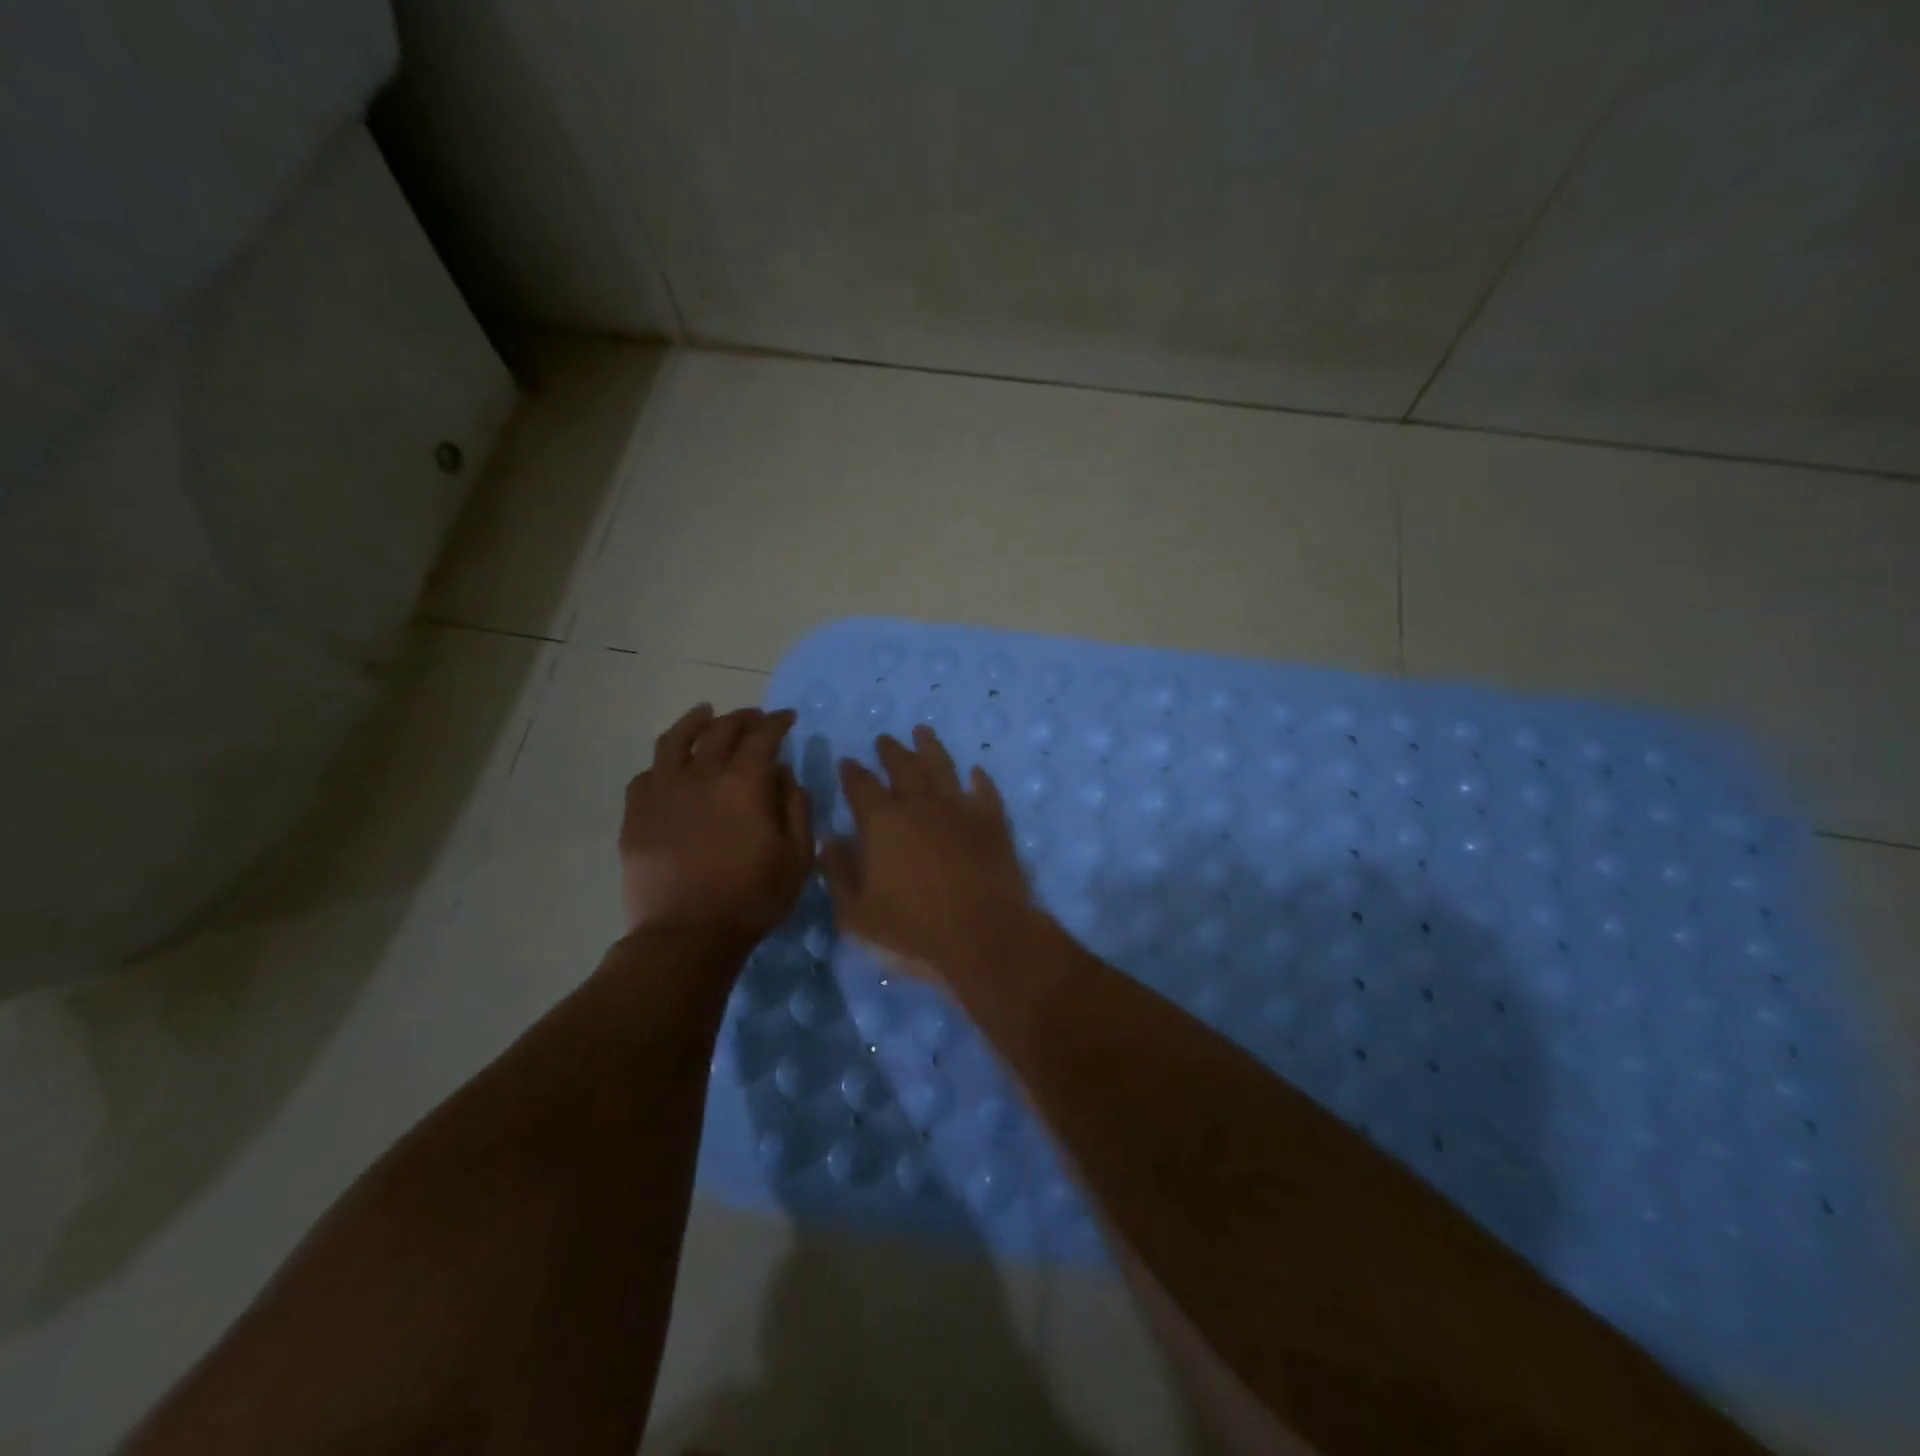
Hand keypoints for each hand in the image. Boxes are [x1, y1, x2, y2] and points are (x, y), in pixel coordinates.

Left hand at [620, 704, 813, 948]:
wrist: (686, 936)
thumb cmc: (752, 899)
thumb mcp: (796, 857)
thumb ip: (796, 807)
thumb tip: (784, 773)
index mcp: (744, 783)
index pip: (763, 736)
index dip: (777, 722)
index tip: (787, 718)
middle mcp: (701, 775)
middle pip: (721, 730)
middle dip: (743, 718)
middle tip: (755, 718)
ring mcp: (662, 792)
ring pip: (675, 741)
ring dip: (695, 722)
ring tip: (705, 713)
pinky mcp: (636, 814)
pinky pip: (647, 775)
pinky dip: (664, 763)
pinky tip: (671, 766)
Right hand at [822, 726, 1032, 979]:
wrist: (984, 935)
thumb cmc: (913, 930)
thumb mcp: (858, 913)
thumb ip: (839, 873)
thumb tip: (829, 841)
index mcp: (883, 822)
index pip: (861, 786)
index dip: (851, 773)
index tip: (846, 762)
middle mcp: (920, 804)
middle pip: (903, 767)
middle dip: (890, 751)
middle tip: (884, 740)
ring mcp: (959, 809)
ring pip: (942, 767)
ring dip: (930, 748)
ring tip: (922, 732)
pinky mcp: (992, 821)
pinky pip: (984, 791)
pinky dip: (979, 779)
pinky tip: (975, 772)